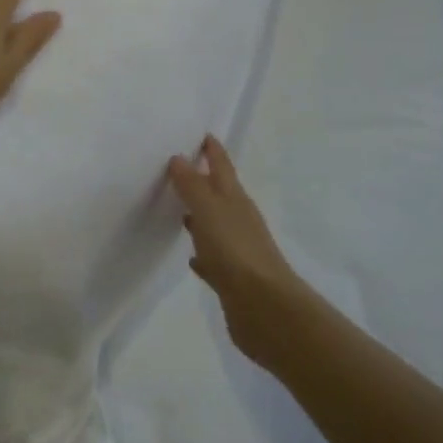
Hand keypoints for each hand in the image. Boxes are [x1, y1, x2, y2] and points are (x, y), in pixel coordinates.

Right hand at [167, 137, 307, 366]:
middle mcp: (238, 219)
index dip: (213, 149)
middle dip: (202, 179)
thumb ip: (192, 184)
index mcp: (234, 199)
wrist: (264, 308)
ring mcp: (237, 249)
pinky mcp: (232, 278)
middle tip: (178, 167)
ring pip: (215, 224)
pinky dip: (202, 252)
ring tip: (178, 208)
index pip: (222, 165)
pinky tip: (191, 257)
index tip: (202, 134)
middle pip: (219, 193)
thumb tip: (178, 158)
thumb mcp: (209, 210)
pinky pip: (213, 257)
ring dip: (200, 215)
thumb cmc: (235, 250)